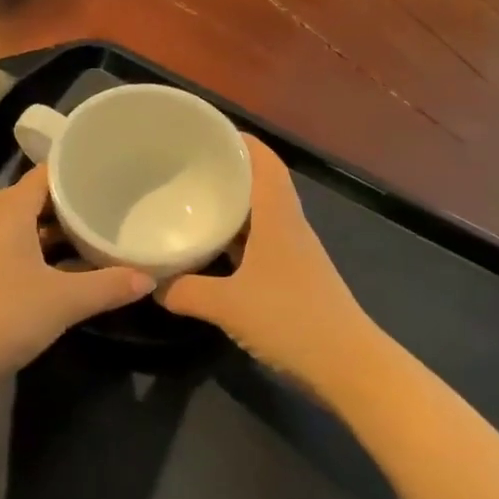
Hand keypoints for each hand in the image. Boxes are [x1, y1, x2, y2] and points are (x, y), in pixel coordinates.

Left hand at [0, 166, 153, 393]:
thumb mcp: (66, 300)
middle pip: (38, 200)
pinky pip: (16, 251)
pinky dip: (43, 254)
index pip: (47, 174)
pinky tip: (71, 270)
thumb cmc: (6, 316)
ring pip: (27, 228)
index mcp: (7, 210)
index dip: (79, 172)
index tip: (112, 174)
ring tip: (100, 234)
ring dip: (59, 233)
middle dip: (74, 205)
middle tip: (114, 205)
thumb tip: (150, 279)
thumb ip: (110, 285)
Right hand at [156, 136, 376, 396]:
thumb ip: (185, 292)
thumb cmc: (290, 320)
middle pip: (259, 183)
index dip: (238, 139)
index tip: (203, 132)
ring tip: (190, 202)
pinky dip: (235, 240)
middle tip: (184, 167)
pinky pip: (258, 244)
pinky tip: (209, 252)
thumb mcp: (227, 305)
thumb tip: (150, 284)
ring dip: (230, 207)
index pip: (263, 160)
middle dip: (225, 171)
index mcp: (278, 216)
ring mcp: (293, 253)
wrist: (347, 365)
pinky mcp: (292, 277)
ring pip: (258, 216)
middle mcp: (288, 226)